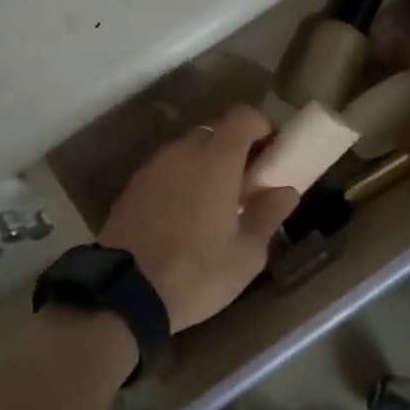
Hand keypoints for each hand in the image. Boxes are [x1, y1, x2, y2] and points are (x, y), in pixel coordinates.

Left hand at [97, 104, 299, 331]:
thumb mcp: (246, 254)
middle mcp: (183, 151)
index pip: (243, 116)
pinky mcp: (132, 185)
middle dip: (233, 150)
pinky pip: (166, 170)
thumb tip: (285, 191)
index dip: (261, 127)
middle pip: (214, 132)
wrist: (124, 292)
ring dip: (204, 165)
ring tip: (214, 204)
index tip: (271, 153)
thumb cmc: (197, 272)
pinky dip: (180, 180)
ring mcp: (153, 166)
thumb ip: (268, 214)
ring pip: (187, 151)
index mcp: (216, 159)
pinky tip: (183, 216)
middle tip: (245, 184)